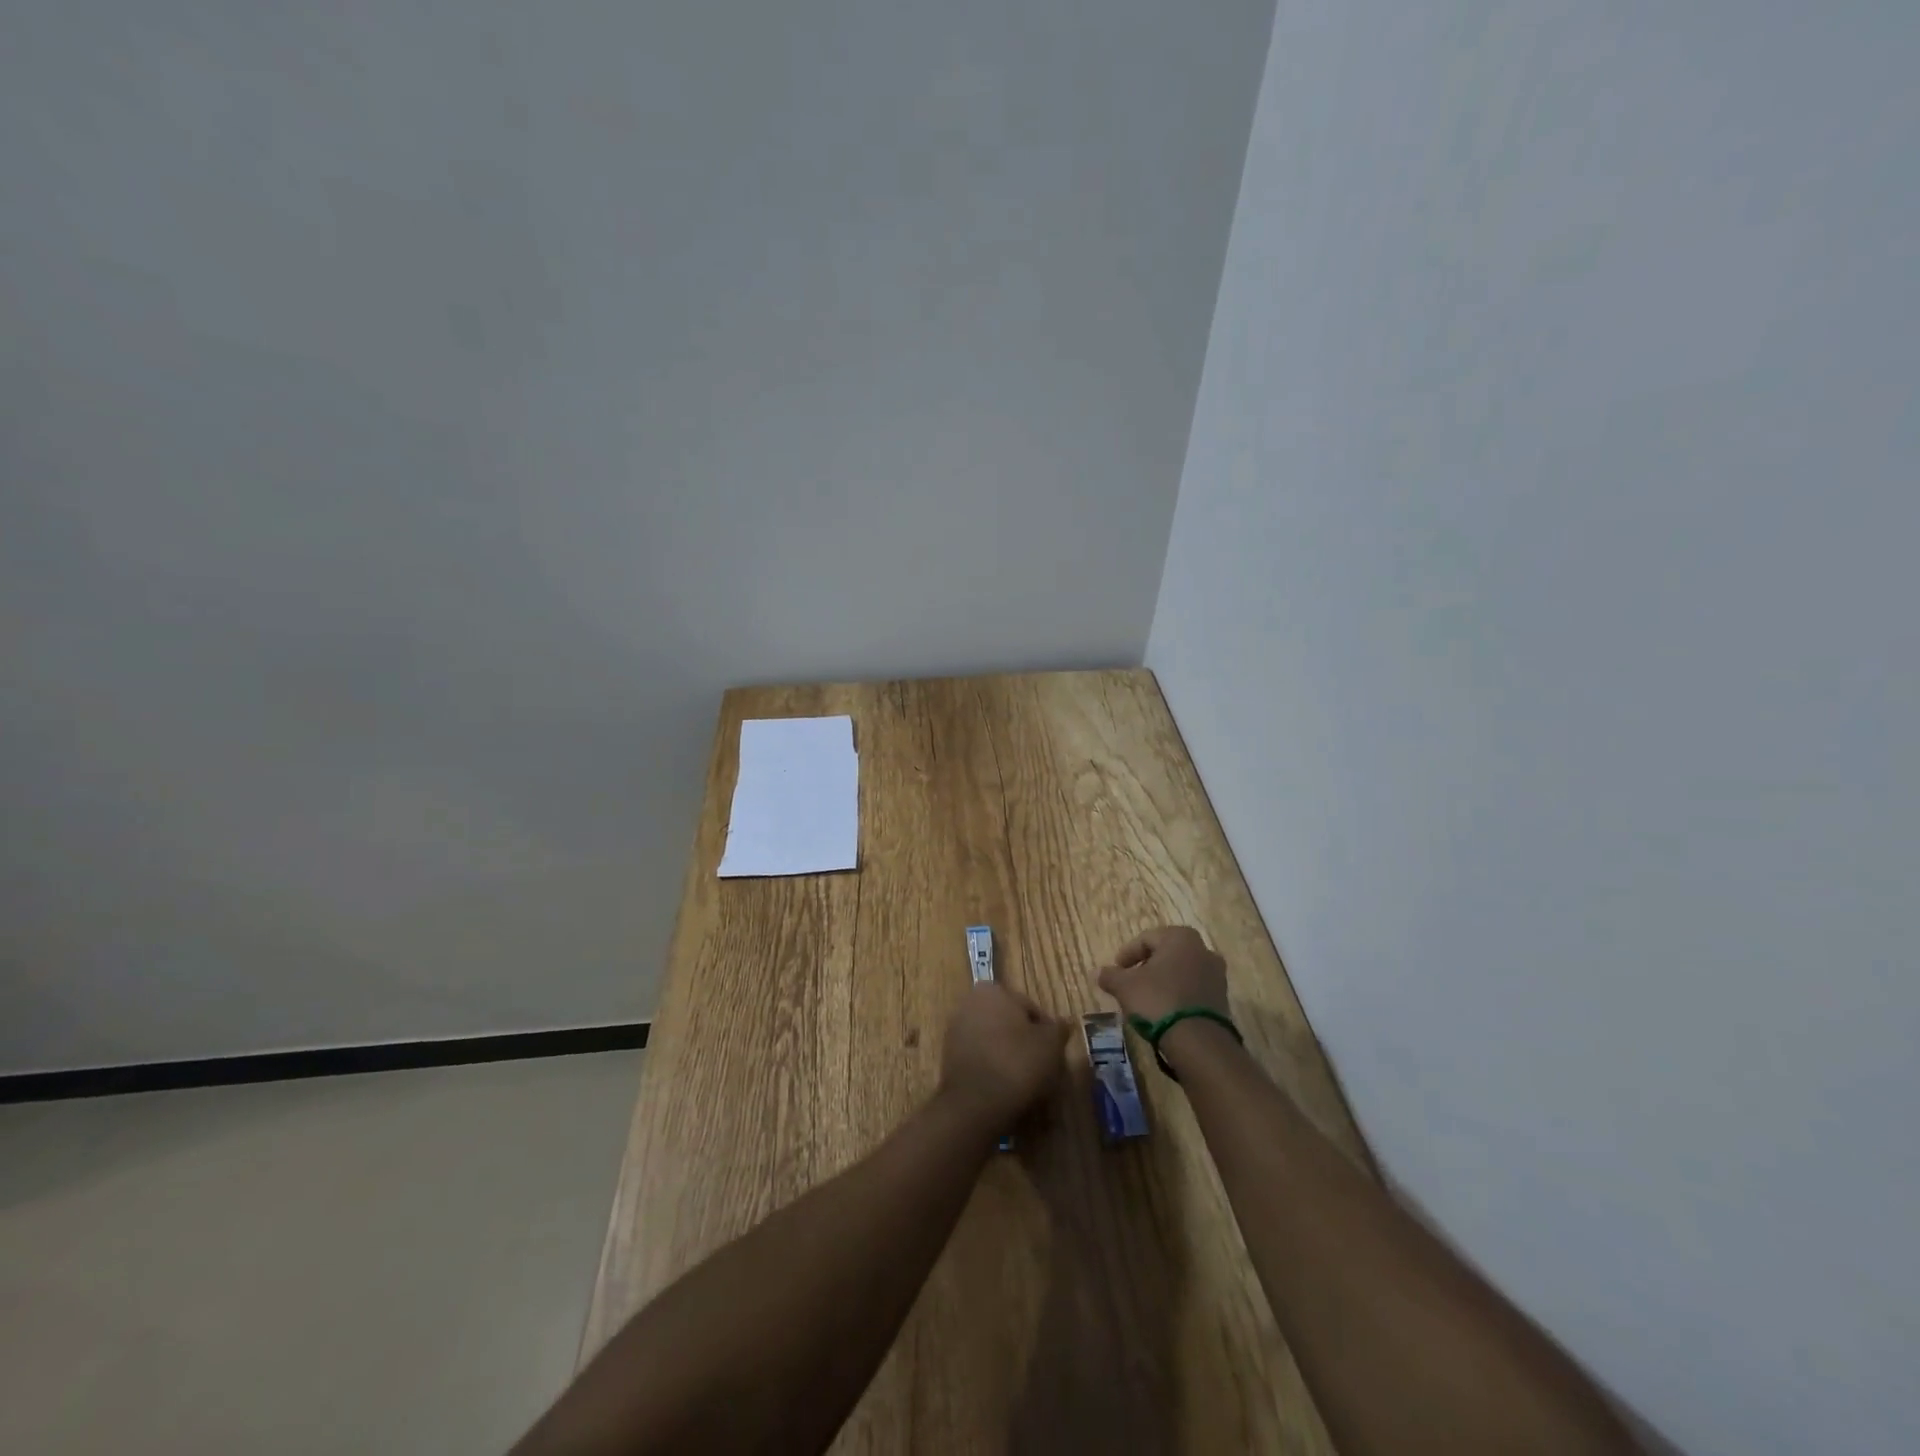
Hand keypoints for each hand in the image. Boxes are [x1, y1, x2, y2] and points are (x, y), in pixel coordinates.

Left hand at [939, 982, 1068, 1130]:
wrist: (976, 1104)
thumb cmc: (1018, 1063)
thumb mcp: (1051, 1044)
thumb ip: (1059, 1029)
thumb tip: (1064, 1023)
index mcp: (993, 990)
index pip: (1030, 1008)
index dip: (1046, 1031)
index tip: (1054, 1053)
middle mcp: (970, 1003)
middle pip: (1010, 1023)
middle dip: (1025, 1041)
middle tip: (1042, 1067)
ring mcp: (956, 1030)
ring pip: (994, 1041)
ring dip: (1009, 1055)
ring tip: (1025, 1082)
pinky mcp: (948, 1057)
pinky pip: (981, 1058)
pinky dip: (993, 1068)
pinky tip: (1005, 1088)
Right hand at [1097, 925, 1228, 1024]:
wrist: (1199, 1041)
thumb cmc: (1158, 1000)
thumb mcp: (1125, 987)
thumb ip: (1110, 976)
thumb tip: (1098, 972)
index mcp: (1180, 937)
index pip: (1146, 939)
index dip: (1127, 955)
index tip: (1116, 971)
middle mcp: (1203, 949)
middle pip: (1166, 954)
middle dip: (1147, 967)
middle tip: (1130, 983)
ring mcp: (1216, 975)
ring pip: (1181, 972)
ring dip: (1164, 982)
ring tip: (1147, 1000)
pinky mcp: (1222, 999)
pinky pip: (1194, 990)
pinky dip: (1178, 996)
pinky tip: (1165, 1012)